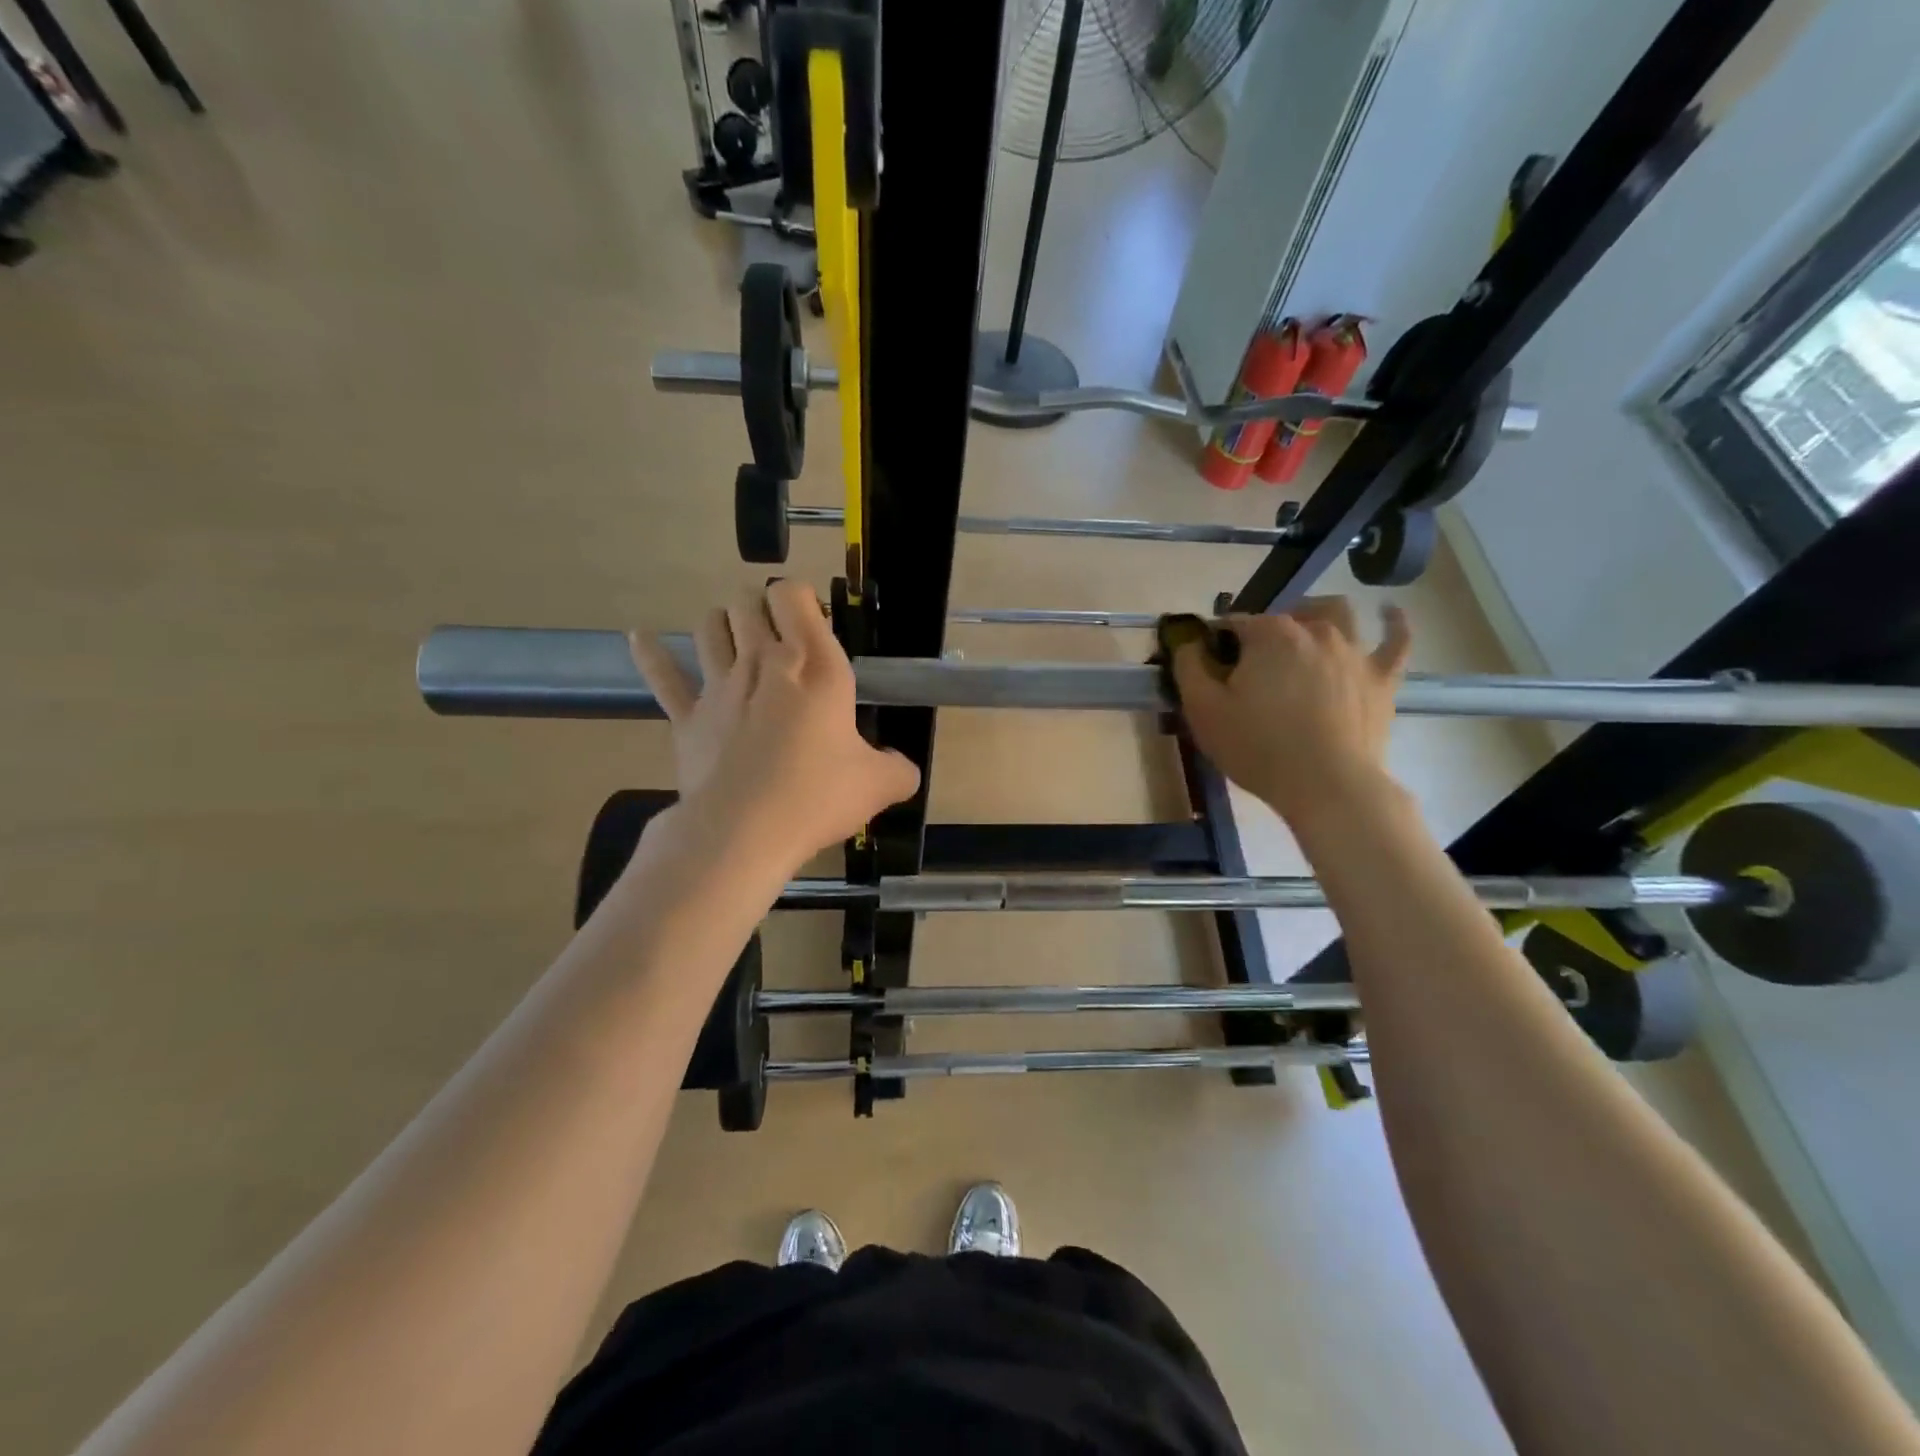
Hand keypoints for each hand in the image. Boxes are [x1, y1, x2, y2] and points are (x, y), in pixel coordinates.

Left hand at [629, 581, 920, 874]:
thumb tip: (904, 769)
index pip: (794, 596)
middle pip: (748, 602)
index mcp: (815, 666)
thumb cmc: (817, 796)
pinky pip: (663, 675)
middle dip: (760, 606)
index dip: (799, 598)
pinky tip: (640, 637)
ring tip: (733, 635)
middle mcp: (763, 662)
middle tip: (776, 633)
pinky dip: (651, 654)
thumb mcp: (879, 785)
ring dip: (721, 622)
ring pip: (710, 626)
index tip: (811, 623)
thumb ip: (899, 769)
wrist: (744, 831)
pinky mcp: (687, 716)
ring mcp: (719, 686)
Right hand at [1173, 597, 1410, 824]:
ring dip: (1315, 614)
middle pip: (1282, 616)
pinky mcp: (1383, 677)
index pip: (1234, 623)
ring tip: (1302, 629)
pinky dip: (1393, 622)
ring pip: (1337, 614)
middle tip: (1249, 667)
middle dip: (1262, 633)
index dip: (1217, 643)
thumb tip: (1187, 639)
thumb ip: (1188, 666)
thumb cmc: (1258, 748)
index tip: (1210, 668)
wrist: (1328, 786)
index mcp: (1270, 634)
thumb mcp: (1202, 710)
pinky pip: (1396, 640)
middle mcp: (1316, 630)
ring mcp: (1355, 651)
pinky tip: (1387, 612)